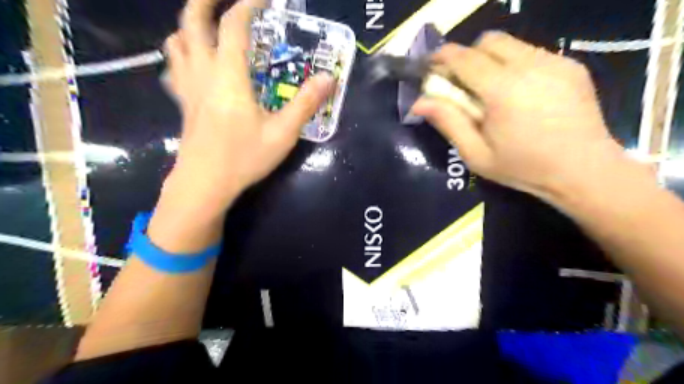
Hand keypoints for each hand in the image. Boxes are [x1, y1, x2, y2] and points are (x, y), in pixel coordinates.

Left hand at [165, 0, 335, 215]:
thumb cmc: (244, 158)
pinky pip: (174, 66)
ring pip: (176, 41)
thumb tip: (329, 79)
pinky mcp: (182, 102)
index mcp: (229, 77)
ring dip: (191, 24)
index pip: (233, 26)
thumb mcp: (283, 134)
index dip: (248, 4)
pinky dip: (182, 52)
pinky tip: (195, 61)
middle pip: (192, 21)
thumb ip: (306, 103)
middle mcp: (203, 73)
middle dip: (206, 0)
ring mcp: (187, 87)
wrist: (205, 184)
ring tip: (211, 25)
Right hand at [411, 32, 647, 202]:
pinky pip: (532, 53)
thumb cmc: (523, 167)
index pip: (464, 57)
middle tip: (463, 83)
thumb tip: (419, 102)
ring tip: (492, 91)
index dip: (442, 57)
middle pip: (488, 41)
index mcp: (502, 90)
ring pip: (511, 44)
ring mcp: (554, 62)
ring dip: (492, 60)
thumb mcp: (476, 154)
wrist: (584, 170)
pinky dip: (515, 65)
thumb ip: (448, 122)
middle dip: (468, 56)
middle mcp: (529, 66)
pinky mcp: (570, 65)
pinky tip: (520, 94)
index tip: (431, 67)